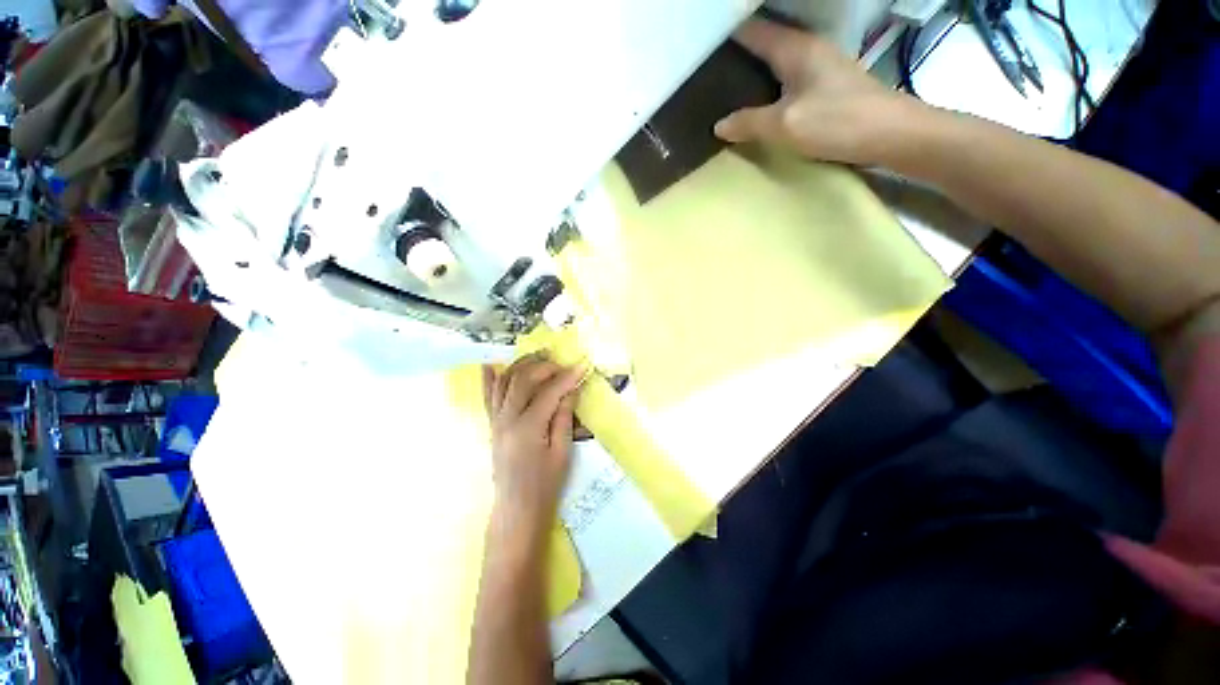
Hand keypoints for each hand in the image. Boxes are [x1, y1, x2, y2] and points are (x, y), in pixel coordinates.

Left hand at [483, 355, 584, 526]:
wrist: (517, 509)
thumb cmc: (544, 485)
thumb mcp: (562, 452)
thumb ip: (564, 416)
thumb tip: (571, 389)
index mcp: (527, 427)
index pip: (549, 392)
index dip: (567, 376)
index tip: (583, 364)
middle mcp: (507, 419)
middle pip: (524, 380)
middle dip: (545, 366)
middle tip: (563, 362)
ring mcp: (496, 421)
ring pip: (505, 382)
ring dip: (522, 364)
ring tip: (539, 355)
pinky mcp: (492, 425)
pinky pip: (488, 397)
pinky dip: (489, 379)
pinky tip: (490, 364)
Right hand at [714, 19, 927, 166]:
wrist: (890, 134)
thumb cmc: (837, 122)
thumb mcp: (785, 125)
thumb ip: (749, 123)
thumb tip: (719, 126)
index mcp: (795, 49)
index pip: (754, 30)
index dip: (729, 34)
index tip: (704, 46)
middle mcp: (807, 49)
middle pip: (765, 41)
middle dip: (737, 52)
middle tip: (709, 71)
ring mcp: (819, 66)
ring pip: (776, 59)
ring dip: (753, 68)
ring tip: (726, 85)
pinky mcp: (826, 84)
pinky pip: (787, 76)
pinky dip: (769, 83)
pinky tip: (758, 100)